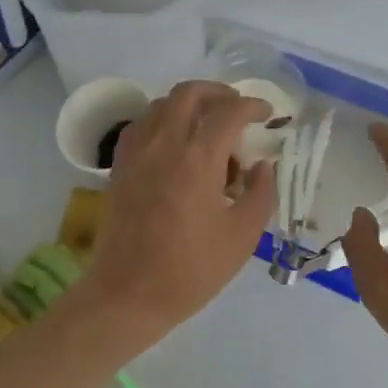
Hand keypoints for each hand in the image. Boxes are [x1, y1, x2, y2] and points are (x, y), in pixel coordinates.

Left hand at [77, 81, 276, 347]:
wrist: (128, 294)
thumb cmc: (191, 269)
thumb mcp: (242, 236)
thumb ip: (261, 193)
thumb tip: (262, 166)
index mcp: (197, 159)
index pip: (229, 112)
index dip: (254, 106)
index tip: (268, 114)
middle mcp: (163, 144)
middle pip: (189, 93)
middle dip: (219, 93)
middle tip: (238, 109)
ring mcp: (136, 153)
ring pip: (162, 105)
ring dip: (189, 106)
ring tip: (207, 131)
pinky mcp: (119, 167)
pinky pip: (141, 126)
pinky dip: (162, 122)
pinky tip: (175, 146)